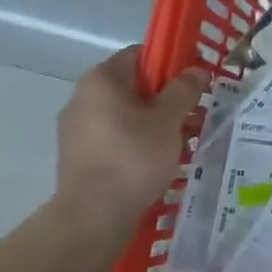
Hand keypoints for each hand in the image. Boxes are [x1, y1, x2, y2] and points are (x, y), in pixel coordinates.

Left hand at [55, 47, 205, 236]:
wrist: (92, 217)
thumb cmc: (133, 157)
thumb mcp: (169, 120)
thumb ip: (184, 90)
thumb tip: (196, 71)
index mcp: (101, 79)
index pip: (140, 54)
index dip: (170, 64)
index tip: (193, 83)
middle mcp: (82, 97)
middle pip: (132, 85)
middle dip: (164, 97)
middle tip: (192, 113)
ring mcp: (75, 128)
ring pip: (124, 114)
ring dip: (151, 122)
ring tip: (179, 141)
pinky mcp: (76, 156)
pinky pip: (113, 137)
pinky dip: (135, 142)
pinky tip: (155, 161)